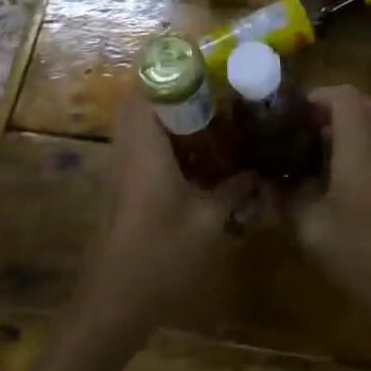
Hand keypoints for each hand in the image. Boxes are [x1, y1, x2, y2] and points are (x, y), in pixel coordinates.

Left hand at [72, 92, 257, 341]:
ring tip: (209, 119)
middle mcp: (128, 152)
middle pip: (140, 104)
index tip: (203, 67)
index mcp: (145, 149)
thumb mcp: (208, 222)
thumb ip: (234, 191)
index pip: (146, 92)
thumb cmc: (160, 256)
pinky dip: (164, 141)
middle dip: (173, 92)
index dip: (170, 73)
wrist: (113, 304)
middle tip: (211, 92)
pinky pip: (140, 148)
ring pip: (139, 127)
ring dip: (168, 117)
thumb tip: (257, 173)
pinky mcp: (122, 190)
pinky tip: (195, 158)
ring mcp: (121, 171)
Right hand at [289, 86, 370, 332]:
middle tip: (300, 136)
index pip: (344, 96)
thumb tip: (267, 182)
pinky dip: (357, 154)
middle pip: (358, 108)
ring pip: (370, 130)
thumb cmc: (363, 256)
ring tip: (314, 163)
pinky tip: (339, 189)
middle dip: (327, 114)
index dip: (317, 95)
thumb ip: (286, 200)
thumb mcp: (312, 231)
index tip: (294, 115)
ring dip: (343, 135)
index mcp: (359, 149)